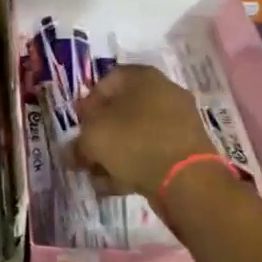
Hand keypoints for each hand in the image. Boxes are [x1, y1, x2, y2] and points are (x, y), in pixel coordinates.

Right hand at [74, 64, 215, 197]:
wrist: (187, 180)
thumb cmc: (134, 142)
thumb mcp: (93, 137)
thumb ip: (78, 141)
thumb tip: (74, 149)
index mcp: (141, 76)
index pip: (106, 81)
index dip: (87, 104)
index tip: (78, 127)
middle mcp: (163, 91)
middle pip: (121, 109)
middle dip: (100, 133)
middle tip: (86, 155)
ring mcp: (178, 121)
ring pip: (136, 134)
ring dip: (114, 154)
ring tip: (97, 177)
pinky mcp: (186, 149)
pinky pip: (152, 152)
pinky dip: (134, 165)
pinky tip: (116, 185)